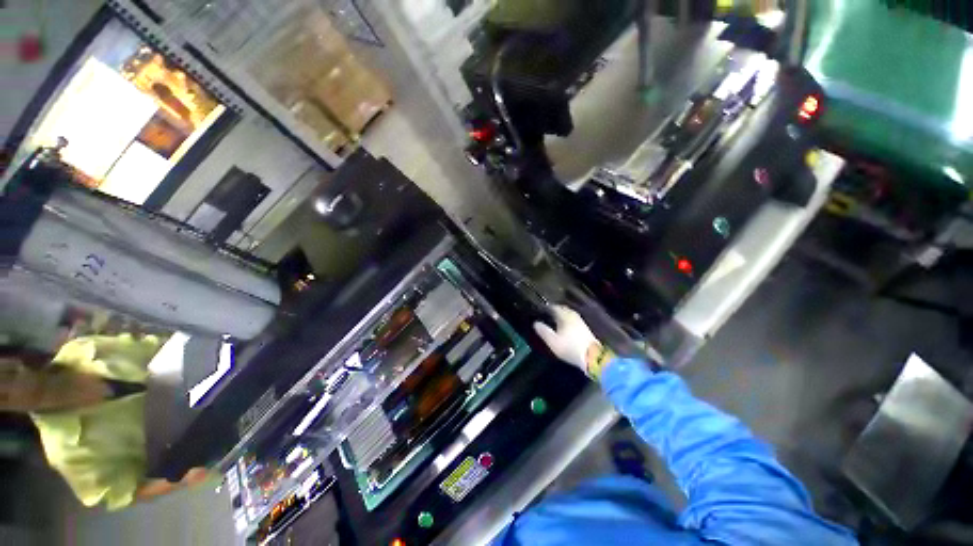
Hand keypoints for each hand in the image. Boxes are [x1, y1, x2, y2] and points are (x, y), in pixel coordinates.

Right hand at [533, 305, 601, 372]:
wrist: (592, 357)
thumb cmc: (570, 347)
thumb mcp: (553, 341)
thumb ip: (543, 331)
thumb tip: (535, 323)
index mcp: (565, 315)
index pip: (553, 307)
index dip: (546, 308)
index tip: (539, 311)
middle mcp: (573, 315)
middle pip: (562, 309)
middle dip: (554, 311)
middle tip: (546, 315)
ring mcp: (580, 321)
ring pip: (568, 315)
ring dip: (561, 316)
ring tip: (553, 321)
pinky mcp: (585, 329)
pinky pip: (573, 320)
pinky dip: (566, 321)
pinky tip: (564, 327)